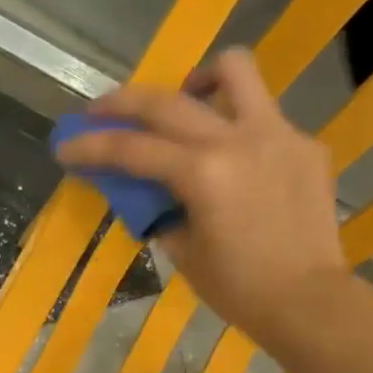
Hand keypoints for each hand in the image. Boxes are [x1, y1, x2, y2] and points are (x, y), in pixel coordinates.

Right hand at [54, 49, 345, 340]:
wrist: (307, 300)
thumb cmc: (237, 288)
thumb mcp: (183, 251)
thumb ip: (160, 210)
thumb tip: (148, 191)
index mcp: (203, 173)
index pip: (132, 149)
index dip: (91, 146)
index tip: (64, 147)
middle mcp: (238, 139)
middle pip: (167, 101)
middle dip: (122, 103)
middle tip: (98, 112)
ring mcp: (278, 134)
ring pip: (233, 71)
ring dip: (196, 82)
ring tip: (183, 105)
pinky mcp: (305, 144)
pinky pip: (263, 117)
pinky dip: (236, 128)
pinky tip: (233, 162)